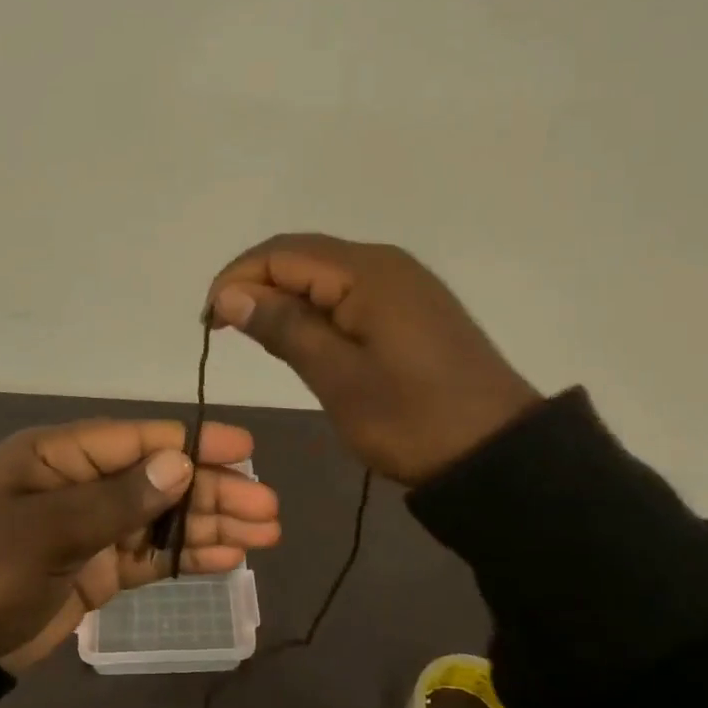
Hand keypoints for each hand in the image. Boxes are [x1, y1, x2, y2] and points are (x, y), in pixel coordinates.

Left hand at [0, 420, 280, 673]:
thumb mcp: (47, 531)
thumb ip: (117, 499)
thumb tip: (181, 463)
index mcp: (60, 456)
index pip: (139, 440)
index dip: (194, 444)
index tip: (246, 451)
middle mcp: (81, 483)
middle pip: (159, 479)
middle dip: (213, 491)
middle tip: (269, 508)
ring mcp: (90, 528)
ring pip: (162, 518)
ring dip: (210, 524)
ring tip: (265, 535)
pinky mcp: (96, 569)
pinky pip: (149, 556)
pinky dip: (186, 556)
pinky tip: (227, 559)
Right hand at [207, 233, 540, 485]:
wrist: (498, 453)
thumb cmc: (412, 418)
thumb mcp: (337, 377)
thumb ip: (283, 327)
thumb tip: (231, 294)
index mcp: (367, 272)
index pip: (281, 254)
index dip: (236, 279)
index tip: (210, 321)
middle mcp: (385, 263)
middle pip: (301, 255)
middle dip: (255, 283)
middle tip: (224, 327)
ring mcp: (402, 283)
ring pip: (323, 273)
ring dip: (283, 296)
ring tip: (254, 334)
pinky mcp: (410, 307)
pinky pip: (347, 291)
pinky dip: (314, 307)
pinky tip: (301, 336)